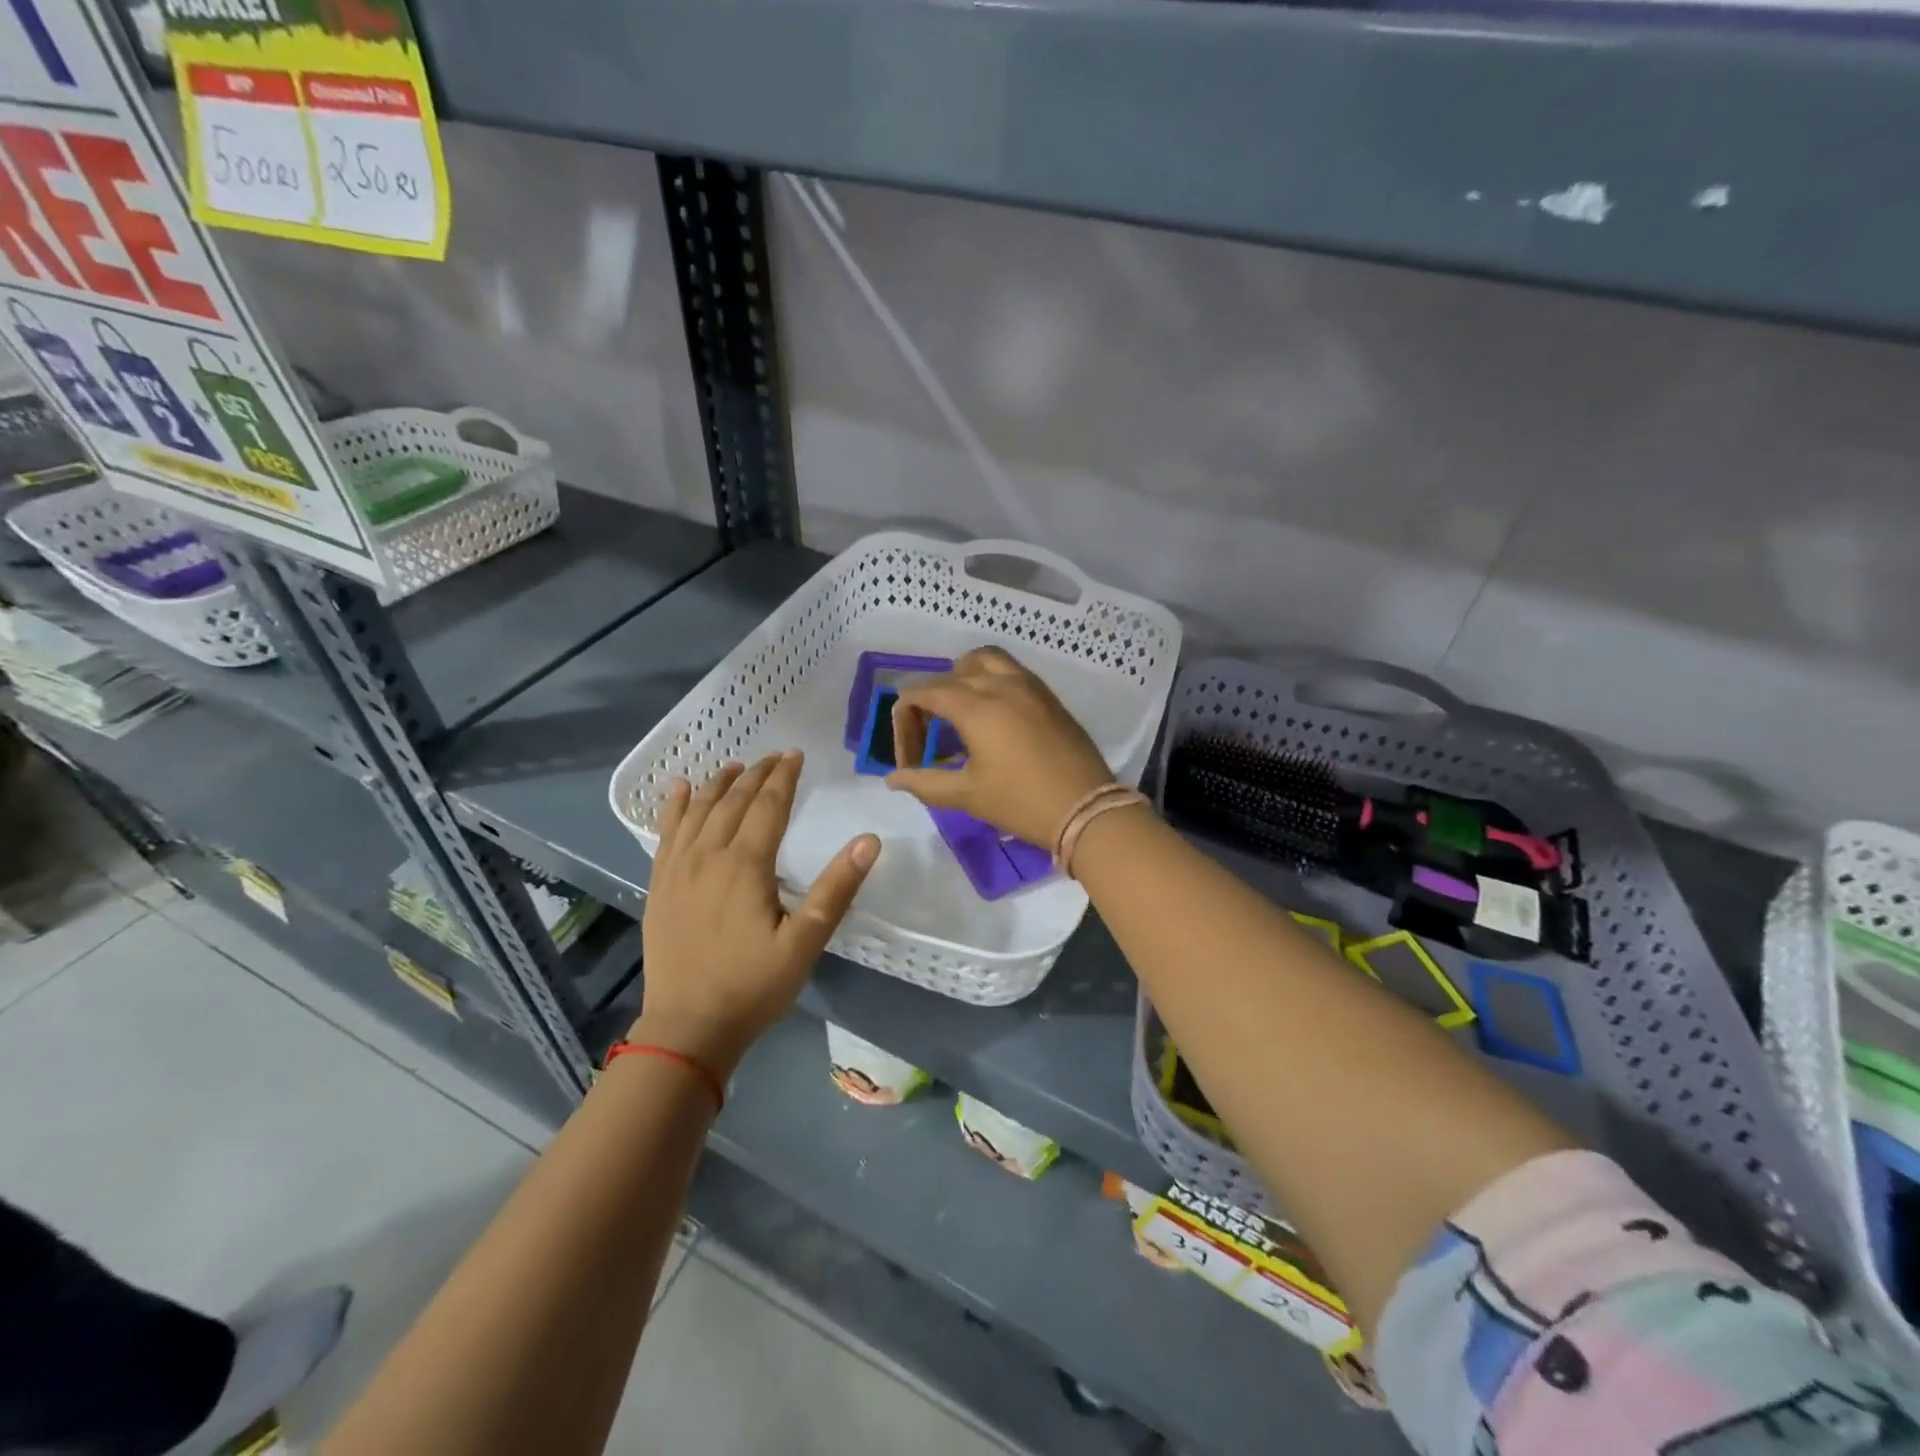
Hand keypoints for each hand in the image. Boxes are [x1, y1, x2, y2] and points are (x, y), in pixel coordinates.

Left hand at [637, 751, 878, 1076]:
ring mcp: (677, 870)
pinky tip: (679, 789)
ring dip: (718, 784)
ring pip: (698, 811)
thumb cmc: (753, 986)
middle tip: (775, 757)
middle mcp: (708, 856)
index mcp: (746, 865)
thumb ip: (836, 889)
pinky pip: (665, 833)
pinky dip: (675, 807)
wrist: (687, 1029)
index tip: (796, 755)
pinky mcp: (659, 886)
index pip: (768, 805)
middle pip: (733, 801)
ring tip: (735, 766)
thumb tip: (869, 841)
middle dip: (756, 774)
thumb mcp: (805, 943)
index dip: (784, 777)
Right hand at [885, 646, 1113, 847]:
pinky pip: (1011, 672)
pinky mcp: (1048, 696)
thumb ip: (925, 782)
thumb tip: (893, 778)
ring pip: (985, 661)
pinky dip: (991, 682)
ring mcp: (1029, 685)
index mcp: (976, 705)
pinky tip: (992, 717)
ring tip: (959, 713)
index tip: (909, 756)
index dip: (905, 720)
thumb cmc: (1022, 803)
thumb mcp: (967, 795)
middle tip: (930, 736)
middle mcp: (1001, 684)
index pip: (924, 692)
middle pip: (952, 673)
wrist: (1086, 810)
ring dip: (963, 678)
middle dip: (931, 699)